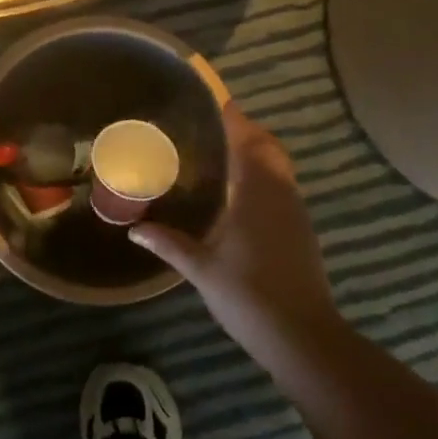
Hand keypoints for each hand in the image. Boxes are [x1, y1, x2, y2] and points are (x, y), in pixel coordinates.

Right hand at [131, 104, 343, 364]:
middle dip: (245, 131)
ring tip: (220, 156)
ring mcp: (296, 212)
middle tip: (210, 129)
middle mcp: (282, 193)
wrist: (303, 337)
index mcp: (258, 192)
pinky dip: (263, 177)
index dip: (232, 117)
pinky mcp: (302, 230)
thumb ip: (169, 243)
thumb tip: (134, 229)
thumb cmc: (249, 296)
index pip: (247, 139)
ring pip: (278, 167)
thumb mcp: (202, 268)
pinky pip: (282, 187)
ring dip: (256, 153)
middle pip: (268, 147)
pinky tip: (239, 196)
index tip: (212, 101)